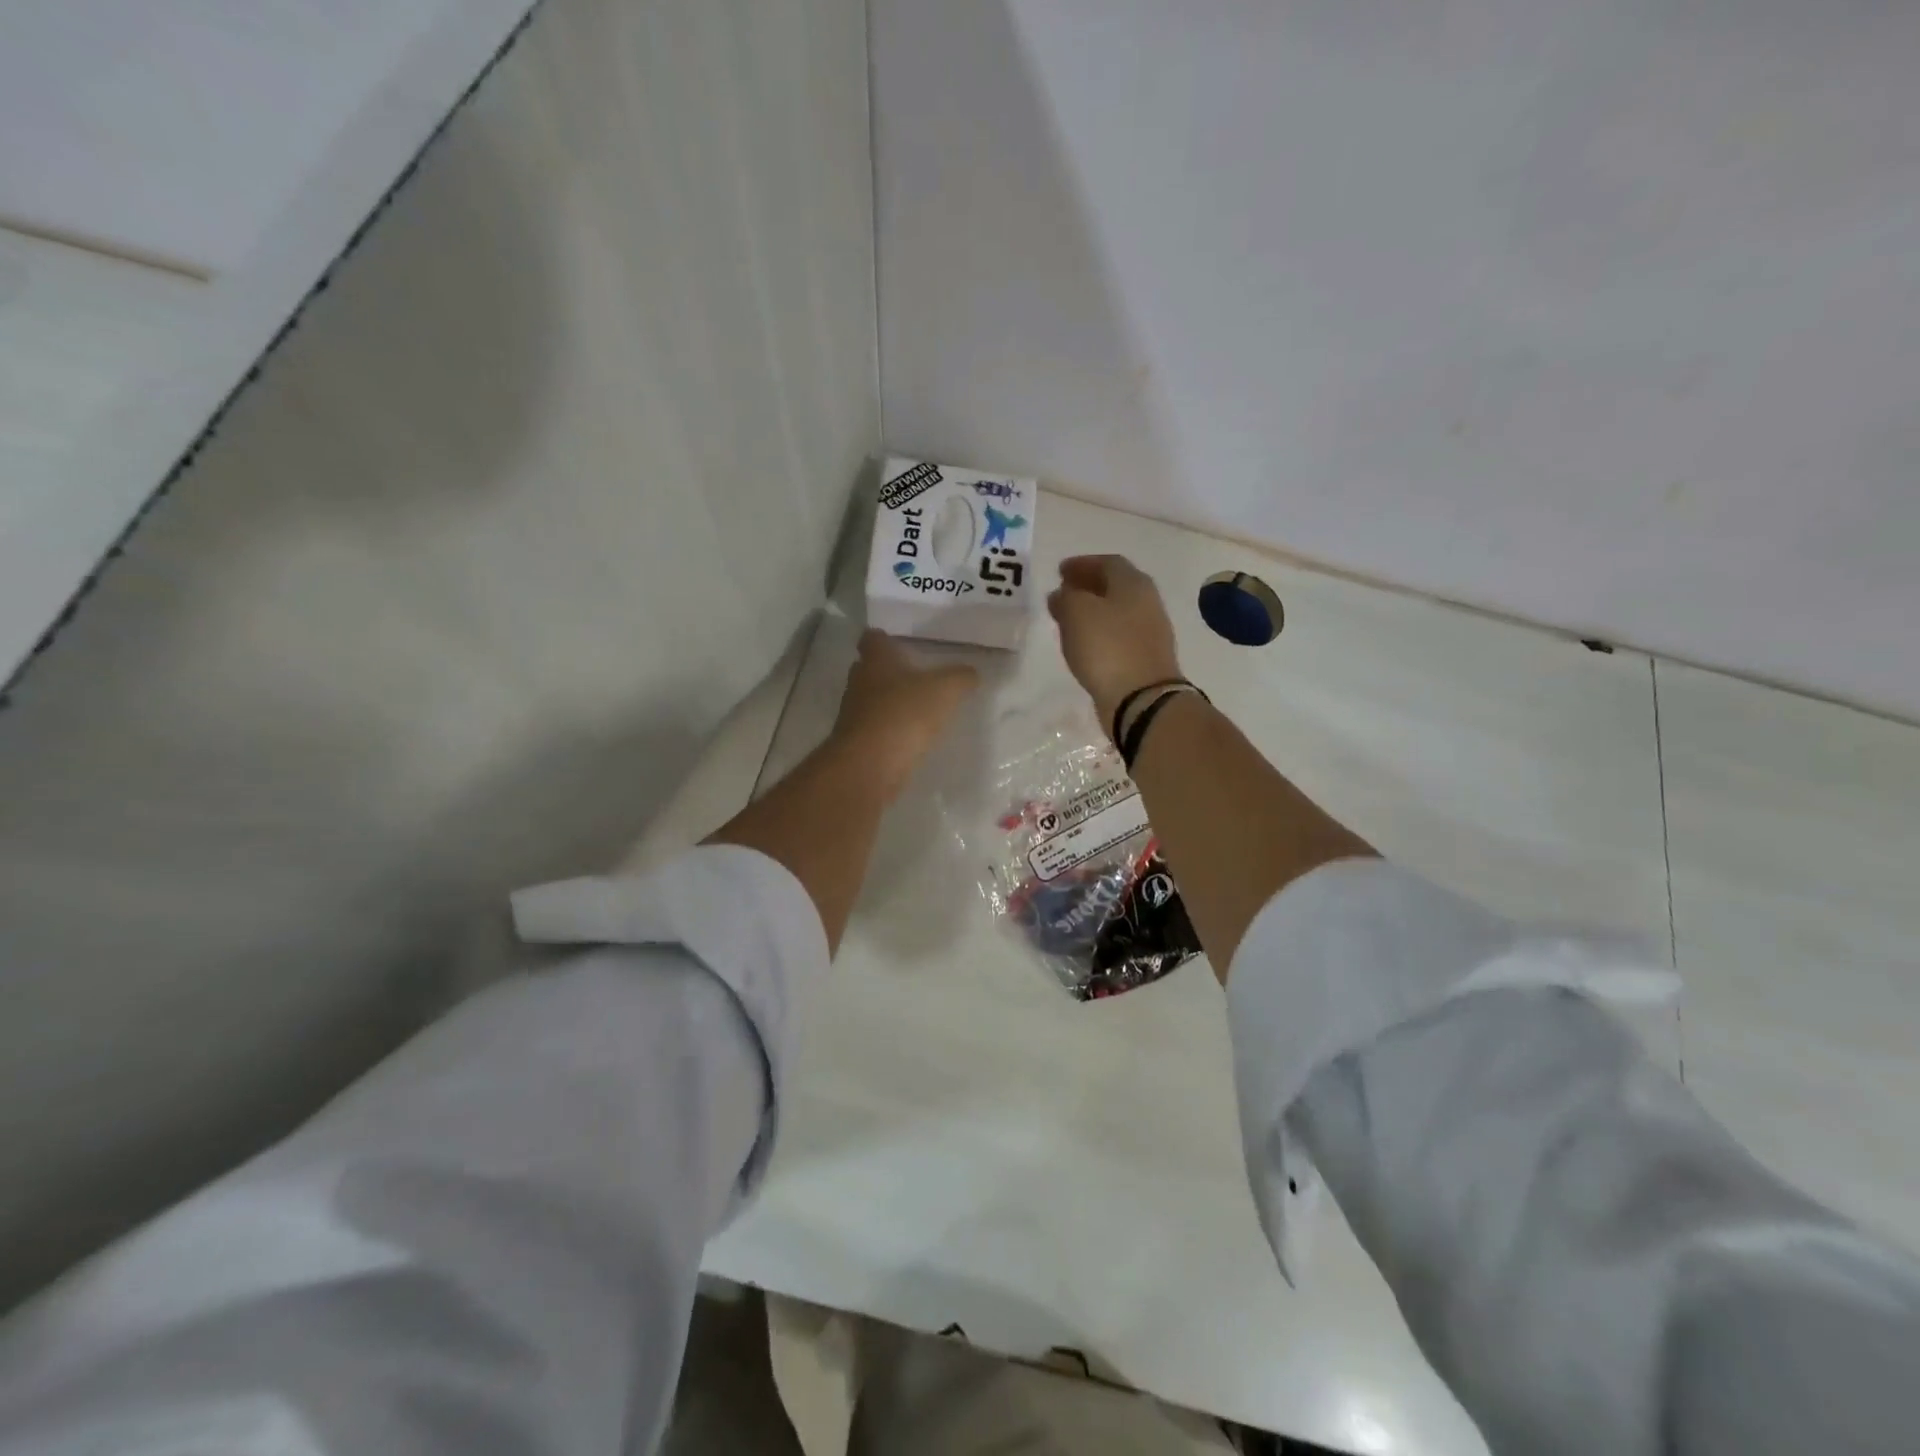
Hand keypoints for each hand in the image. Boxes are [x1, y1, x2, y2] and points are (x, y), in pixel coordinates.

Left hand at [832, 630, 978, 799]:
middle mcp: (859, 681)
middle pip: (869, 668)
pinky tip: (908, 736)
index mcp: (876, 659)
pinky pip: (873, 728)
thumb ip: (960, 677)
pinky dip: (888, 728)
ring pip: (870, 699)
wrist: (870, 764)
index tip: (899, 643)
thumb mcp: (945, 690)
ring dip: (888, 702)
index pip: (872, 638)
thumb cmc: (905, 713)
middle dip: (888, 671)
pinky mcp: (856, 741)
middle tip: (913, 675)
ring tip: (915, 707)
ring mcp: (853, 713)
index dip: (884, 639)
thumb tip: (971, 673)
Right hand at [1047, 554, 1182, 727]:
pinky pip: (1118, 636)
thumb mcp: (1077, 612)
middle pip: (1115, 586)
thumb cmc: (1107, 647)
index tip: (1060, 571)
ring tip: (1068, 619)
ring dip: (1093, 611)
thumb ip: (1066, 597)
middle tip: (1063, 592)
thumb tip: (1062, 595)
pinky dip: (1099, 633)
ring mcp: (1149, 632)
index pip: (1107, 562)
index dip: (1082, 564)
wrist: (1141, 699)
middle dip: (1087, 586)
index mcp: (1133, 583)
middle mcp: (1147, 602)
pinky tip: (1084, 644)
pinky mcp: (1144, 658)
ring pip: (1116, 612)